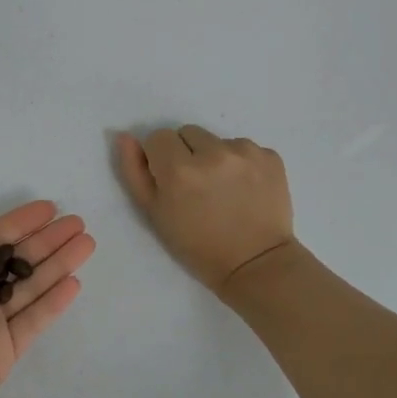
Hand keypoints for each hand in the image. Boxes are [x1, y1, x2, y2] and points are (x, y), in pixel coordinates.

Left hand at [0, 195, 94, 397]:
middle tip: (78, 223)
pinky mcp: (3, 353)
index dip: (17, 224)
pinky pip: (32, 322)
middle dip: (46, 242)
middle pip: (14, 262)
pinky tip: (74, 282)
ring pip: (29, 288)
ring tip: (87, 243)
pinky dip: (54, 303)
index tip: (48, 208)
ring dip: (58, 265)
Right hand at [116, 125, 295, 294]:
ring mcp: (246, 152)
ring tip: (223, 190)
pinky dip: (242, 164)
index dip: (161, 159)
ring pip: (217, 140)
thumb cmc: (197, 246)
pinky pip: (245, 149)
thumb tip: (125, 137)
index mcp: (179, 169)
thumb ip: (135, 172)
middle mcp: (214, 153)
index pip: (158, 137)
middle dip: (187, 154)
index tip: (171, 181)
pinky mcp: (271, 156)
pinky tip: (244, 190)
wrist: (255, 264)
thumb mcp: (155, 214)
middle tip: (197, 187)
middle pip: (188, 133)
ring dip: (215, 157)